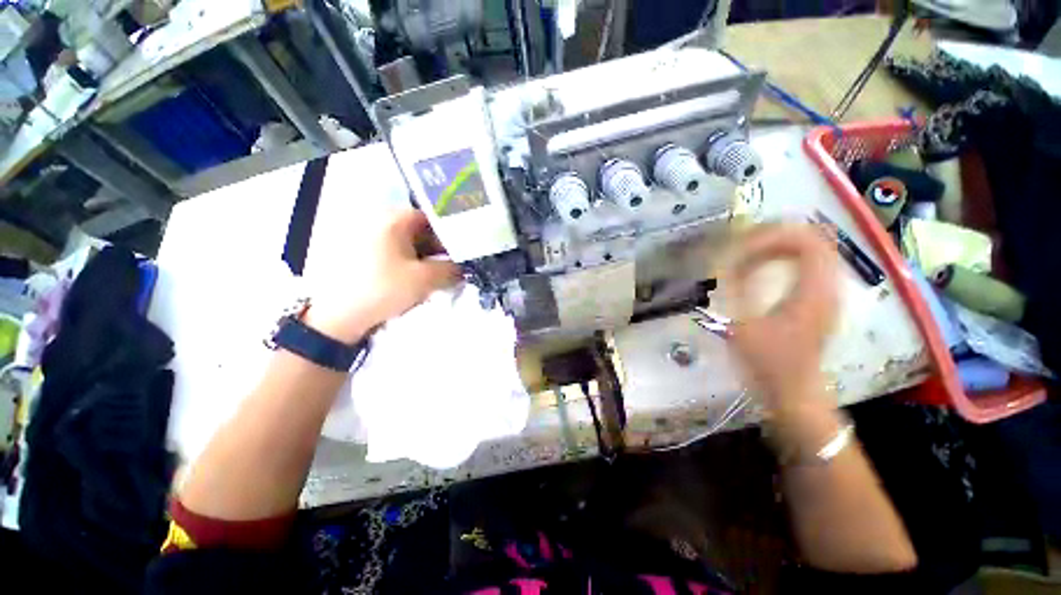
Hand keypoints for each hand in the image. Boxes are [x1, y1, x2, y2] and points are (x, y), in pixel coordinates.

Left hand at [306, 209, 460, 342]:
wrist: (340, 317)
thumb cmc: (384, 289)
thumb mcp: (425, 279)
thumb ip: (451, 269)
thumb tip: (462, 268)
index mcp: (394, 220)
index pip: (433, 218)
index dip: (451, 234)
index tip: (463, 251)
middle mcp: (381, 223)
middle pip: (421, 232)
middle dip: (441, 250)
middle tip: (456, 267)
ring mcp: (372, 240)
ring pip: (411, 246)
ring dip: (429, 260)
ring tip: (442, 278)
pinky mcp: (367, 257)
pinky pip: (398, 256)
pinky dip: (413, 266)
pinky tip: (422, 282)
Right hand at [726, 224, 838, 409]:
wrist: (793, 393)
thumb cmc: (768, 362)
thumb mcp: (743, 326)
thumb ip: (733, 290)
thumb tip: (723, 261)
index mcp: (814, 291)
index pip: (805, 240)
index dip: (771, 235)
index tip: (740, 246)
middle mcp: (828, 286)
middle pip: (812, 239)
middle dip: (775, 235)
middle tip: (742, 243)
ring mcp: (827, 293)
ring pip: (812, 250)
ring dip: (780, 245)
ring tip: (748, 251)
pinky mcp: (820, 301)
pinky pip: (808, 264)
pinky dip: (785, 258)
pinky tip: (761, 268)